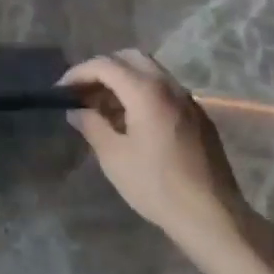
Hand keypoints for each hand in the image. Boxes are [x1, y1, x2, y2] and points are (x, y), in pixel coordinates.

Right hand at [63, 51, 255, 255]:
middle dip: (104, 68)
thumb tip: (76, 111)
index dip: (79, 73)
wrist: (211, 215)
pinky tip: (133, 121)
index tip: (61, 89)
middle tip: (85, 91)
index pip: (106, 65)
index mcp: (145, 91)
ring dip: (124, 80)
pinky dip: (143, 92)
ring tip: (105, 108)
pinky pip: (165, 90)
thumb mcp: (114, 158)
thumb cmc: (156, 185)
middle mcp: (168, 85)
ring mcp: (187, 99)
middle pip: (130, 58)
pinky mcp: (198, 115)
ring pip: (150, 72)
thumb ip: (92, 126)